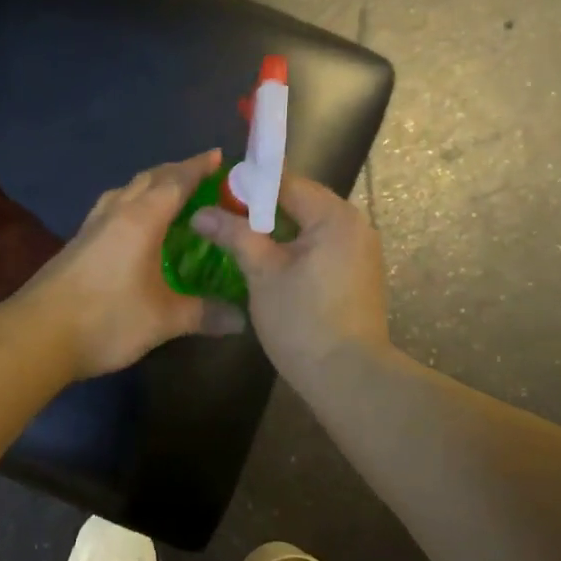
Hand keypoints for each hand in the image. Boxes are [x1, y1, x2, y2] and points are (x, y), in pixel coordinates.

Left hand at [15, 149, 245, 378]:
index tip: (219, 155)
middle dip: (176, 171)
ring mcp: (91, 226)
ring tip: (170, 195)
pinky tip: (134, 226)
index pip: (176, 181)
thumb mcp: (163, 320)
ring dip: (150, 185)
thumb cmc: (106, 319)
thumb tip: (242, 319)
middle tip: (202, 175)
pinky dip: (131, 204)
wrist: (36, 336)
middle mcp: (115, 213)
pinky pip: (111, 208)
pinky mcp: (76, 243)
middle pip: (149, 179)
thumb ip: (203, 314)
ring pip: (125, 191)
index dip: (199, 167)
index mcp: (141, 219)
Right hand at [191, 175, 390, 385]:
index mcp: (334, 216)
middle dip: (260, 207)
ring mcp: (360, 251)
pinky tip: (268, 262)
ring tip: (238, 237)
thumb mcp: (262, 273)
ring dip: (276, 229)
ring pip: (309, 226)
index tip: (215, 191)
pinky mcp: (357, 274)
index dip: (248, 184)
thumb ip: (234, 235)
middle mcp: (354, 225)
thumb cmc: (303, 320)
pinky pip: (321, 247)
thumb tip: (200, 213)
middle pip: (300, 201)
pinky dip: (294, 248)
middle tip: (222, 216)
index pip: (286, 182)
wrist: (349, 378)